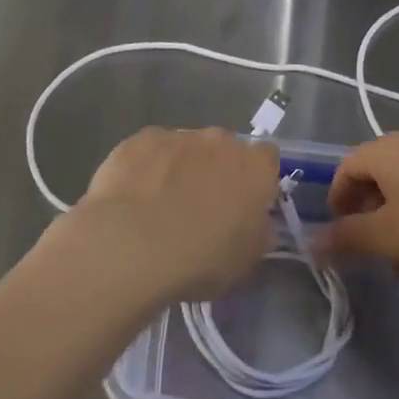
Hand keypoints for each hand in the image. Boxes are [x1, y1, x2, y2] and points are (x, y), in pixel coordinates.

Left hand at [67, 127, 279, 304]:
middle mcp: (220, 141)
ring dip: (180, 168)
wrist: (131, 244)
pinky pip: (151, 151)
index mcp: (254, 168)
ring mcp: (178, 136)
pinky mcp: (141, 139)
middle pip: (224, 149)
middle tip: (201, 207)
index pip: (267, 159)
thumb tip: (257, 224)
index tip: (244, 204)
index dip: (256, 180)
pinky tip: (133, 197)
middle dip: (216, 171)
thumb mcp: (244, 262)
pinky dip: (147, 168)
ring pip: (186, 148)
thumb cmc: (199, 259)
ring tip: (160, 207)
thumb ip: (257, 235)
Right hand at [314, 132, 398, 278]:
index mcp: (387, 150)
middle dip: (368, 217)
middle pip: (376, 177)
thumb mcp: (390, 238)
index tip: (340, 236)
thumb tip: (311, 242)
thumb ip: (347, 238)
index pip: (345, 168)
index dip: (337, 201)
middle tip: (371, 253)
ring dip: (396, 224)